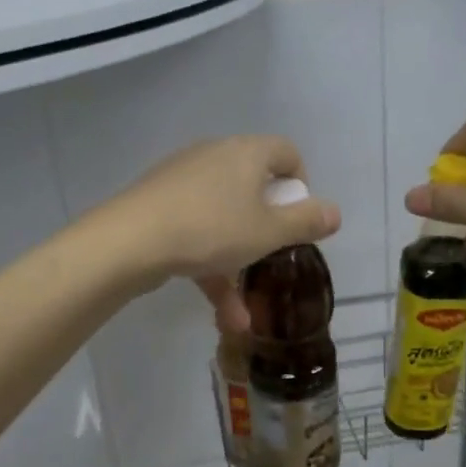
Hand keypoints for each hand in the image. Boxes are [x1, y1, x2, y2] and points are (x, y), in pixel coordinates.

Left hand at [98, 136, 340, 329]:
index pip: (286, 152)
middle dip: (266, 229)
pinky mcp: (158, 205)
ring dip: (236, 263)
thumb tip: (335, 212)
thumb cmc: (212, 229)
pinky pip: (195, 232)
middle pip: (253, 186)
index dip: (301, 184)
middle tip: (273, 254)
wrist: (129, 241)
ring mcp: (182, 181)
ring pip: (222, 219)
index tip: (299, 218)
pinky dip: (208, 266)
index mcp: (246, 153)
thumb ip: (306, 222)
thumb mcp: (268, 232)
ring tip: (243, 314)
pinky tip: (219, 314)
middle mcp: (215, 156)